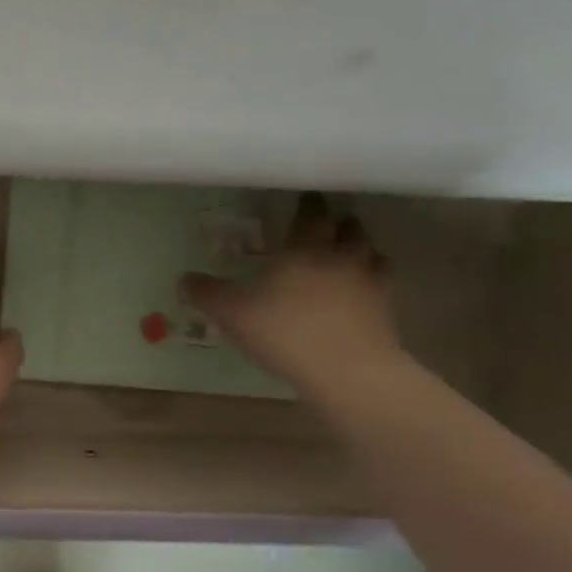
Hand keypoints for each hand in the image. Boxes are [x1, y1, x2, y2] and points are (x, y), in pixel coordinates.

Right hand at [182, 193, 404, 395]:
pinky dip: (370, 282)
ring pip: (371, 253)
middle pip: (348, 227)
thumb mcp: (231, 313)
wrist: (347, 371)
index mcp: (304, 248)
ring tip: (344, 257)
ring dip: (359, 250)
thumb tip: (184, 279)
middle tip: (323, 228)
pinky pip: (381, 285)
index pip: (311, 214)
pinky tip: (357, 294)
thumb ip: (207, 293)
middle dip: (336, 224)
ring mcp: (370, 282)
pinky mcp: (387, 310)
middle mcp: (341, 256)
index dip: (307, 205)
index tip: (302, 201)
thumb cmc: (284, 332)